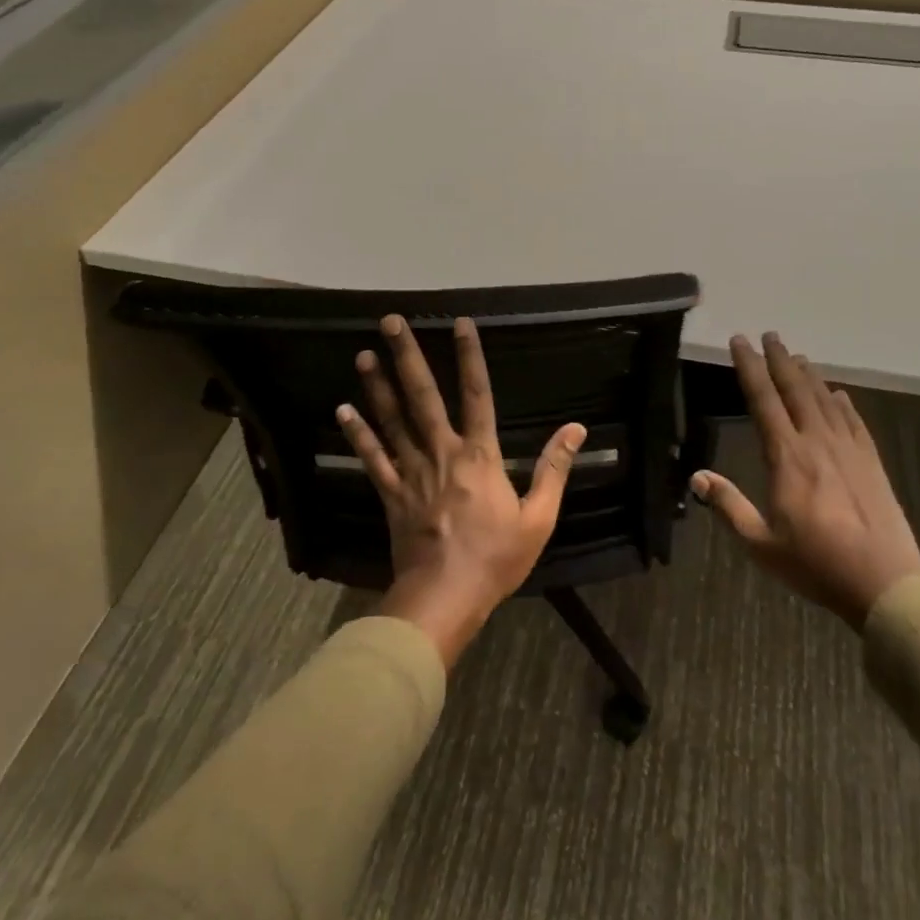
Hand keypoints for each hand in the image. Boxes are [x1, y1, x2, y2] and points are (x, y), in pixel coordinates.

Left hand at [337, 314, 585, 667]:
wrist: (444, 599)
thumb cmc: (496, 558)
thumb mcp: (539, 517)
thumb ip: (554, 468)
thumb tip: (576, 428)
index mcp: (480, 455)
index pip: (477, 393)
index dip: (470, 356)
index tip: (460, 322)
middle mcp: (442, 452)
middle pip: (423, 396)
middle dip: (408, 356)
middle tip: (392, 321)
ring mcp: (412, 472)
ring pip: (392, 420)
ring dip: (378, 385)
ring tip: (365, 353)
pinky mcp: (391, 494)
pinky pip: (372, 458)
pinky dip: (358, 434)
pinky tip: (343, 410)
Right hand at [693, 333, 919, 626]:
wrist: (884, 581)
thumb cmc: (816, 563)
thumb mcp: (762, 544)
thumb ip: (729, 506)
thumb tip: (697, 476)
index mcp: (786, 457)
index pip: (763, 399)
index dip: (749, 367)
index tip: (740, 341)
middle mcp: (816, 441)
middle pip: (795, 389)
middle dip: (779, 359)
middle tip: (769, 335)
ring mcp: (848, 449)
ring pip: (824, 399)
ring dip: (808, 374)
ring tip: (796, 355)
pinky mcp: (871, 461)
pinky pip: (853, 420)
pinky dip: (842, 402)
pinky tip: (838, 394)